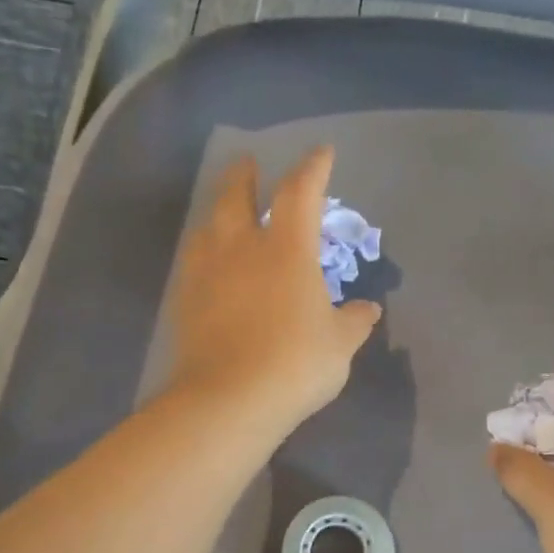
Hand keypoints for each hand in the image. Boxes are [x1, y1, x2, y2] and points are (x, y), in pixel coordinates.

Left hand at [164, 146, 380, 440]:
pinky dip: (206, 251)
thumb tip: (368, 310)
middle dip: (245, 176)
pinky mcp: (185, 300)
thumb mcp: (339, 345)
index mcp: (287, 249)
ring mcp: (207, 272)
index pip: (300, 192)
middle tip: (249, 165)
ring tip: (226, 213)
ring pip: (209, 226)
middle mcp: (242, 248)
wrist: (229, 399)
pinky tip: (210, 265)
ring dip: (219, 211)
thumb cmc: (295, 364)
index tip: (322, 153)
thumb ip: (354, 321)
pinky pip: (195, 261)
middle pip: (236, 196)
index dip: (313, 168)